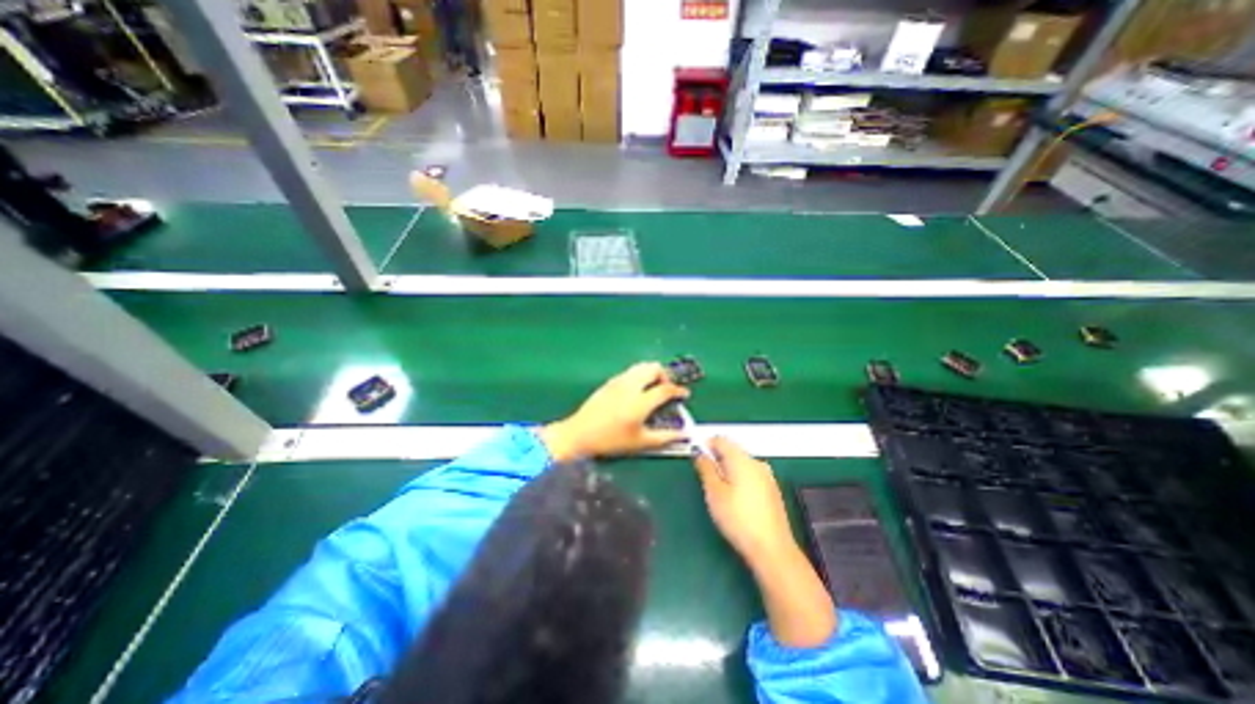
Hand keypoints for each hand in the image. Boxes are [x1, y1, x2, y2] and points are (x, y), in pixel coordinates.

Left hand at [540, 363, 690, 461]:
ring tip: (654, 388)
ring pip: (641, 366)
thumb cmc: (611, 440)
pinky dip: (639, 375)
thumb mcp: (640, 442)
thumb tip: (682, 434)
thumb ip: (664, 437)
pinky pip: (630, 371)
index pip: (665, 389)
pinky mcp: (609, 382)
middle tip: (667, 389)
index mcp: (640, 402)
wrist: (579, 434)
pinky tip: (637, 390)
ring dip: (651, 373)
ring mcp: (618, 381)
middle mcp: (630, 386)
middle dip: (665, 375)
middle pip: (653, 368)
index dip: (678, 390)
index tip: (684, 394)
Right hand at [692, 436, 835, 647]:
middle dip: (717, 458)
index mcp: (742, 459)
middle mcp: (757, 462)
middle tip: (706, 478)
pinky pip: (751, 475)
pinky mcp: (772, 490)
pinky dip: (740, 479)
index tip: (697, 459)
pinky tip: (736, 499)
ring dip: (728, 469)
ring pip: (742, 464)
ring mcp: (767, 476)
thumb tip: (699, 452)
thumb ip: (705, 468)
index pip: (721, 440)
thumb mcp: (714, 492)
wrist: (772, 549)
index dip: (706, 445)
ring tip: (719, 491)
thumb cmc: (738, 518)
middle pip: (732, 450)